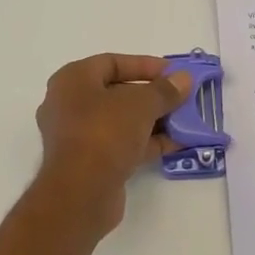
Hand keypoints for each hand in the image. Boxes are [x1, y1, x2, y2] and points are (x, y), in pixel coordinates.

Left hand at [34, 54, 191, 231]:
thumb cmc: (104, 132)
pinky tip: (176, 144)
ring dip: (153, 120)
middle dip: (152, 96)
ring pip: (121, 121)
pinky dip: (146, 143)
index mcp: (72, 80)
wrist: (81, 192)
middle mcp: (69, 105)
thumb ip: (164, 90)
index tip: (173, 72)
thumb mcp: (140, 104)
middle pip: (117, 93)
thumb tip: (183, 79)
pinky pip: (121, 145)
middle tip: (181, 98)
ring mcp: (78, 136)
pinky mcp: (89, 163)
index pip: (111, 62)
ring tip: (185, 121)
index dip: (144, 65)